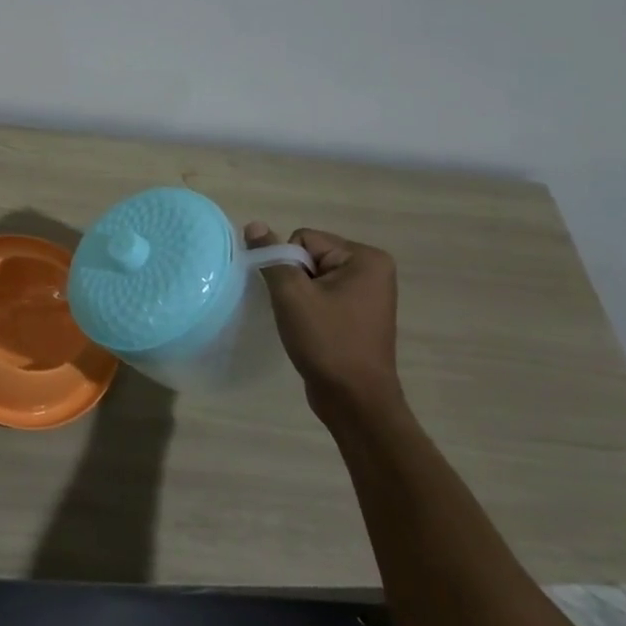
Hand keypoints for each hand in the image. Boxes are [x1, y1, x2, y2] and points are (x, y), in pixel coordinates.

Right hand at [246, 223, 402, 426]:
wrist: (354, 400)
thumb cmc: (327, 342)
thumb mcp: (292, 295)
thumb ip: (271, 257)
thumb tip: (254, 225)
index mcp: (365, 258)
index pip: (304, 240)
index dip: (288, 265)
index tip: (295, 297)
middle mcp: (372, 270)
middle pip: (309, 256)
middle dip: (294, 280)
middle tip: (298, 312)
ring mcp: (368, 293)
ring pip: (312, 277)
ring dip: (299, 296)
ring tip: (304, 323)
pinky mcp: (359, 314)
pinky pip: (322, 295)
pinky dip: (309, 308)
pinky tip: (310, 329)